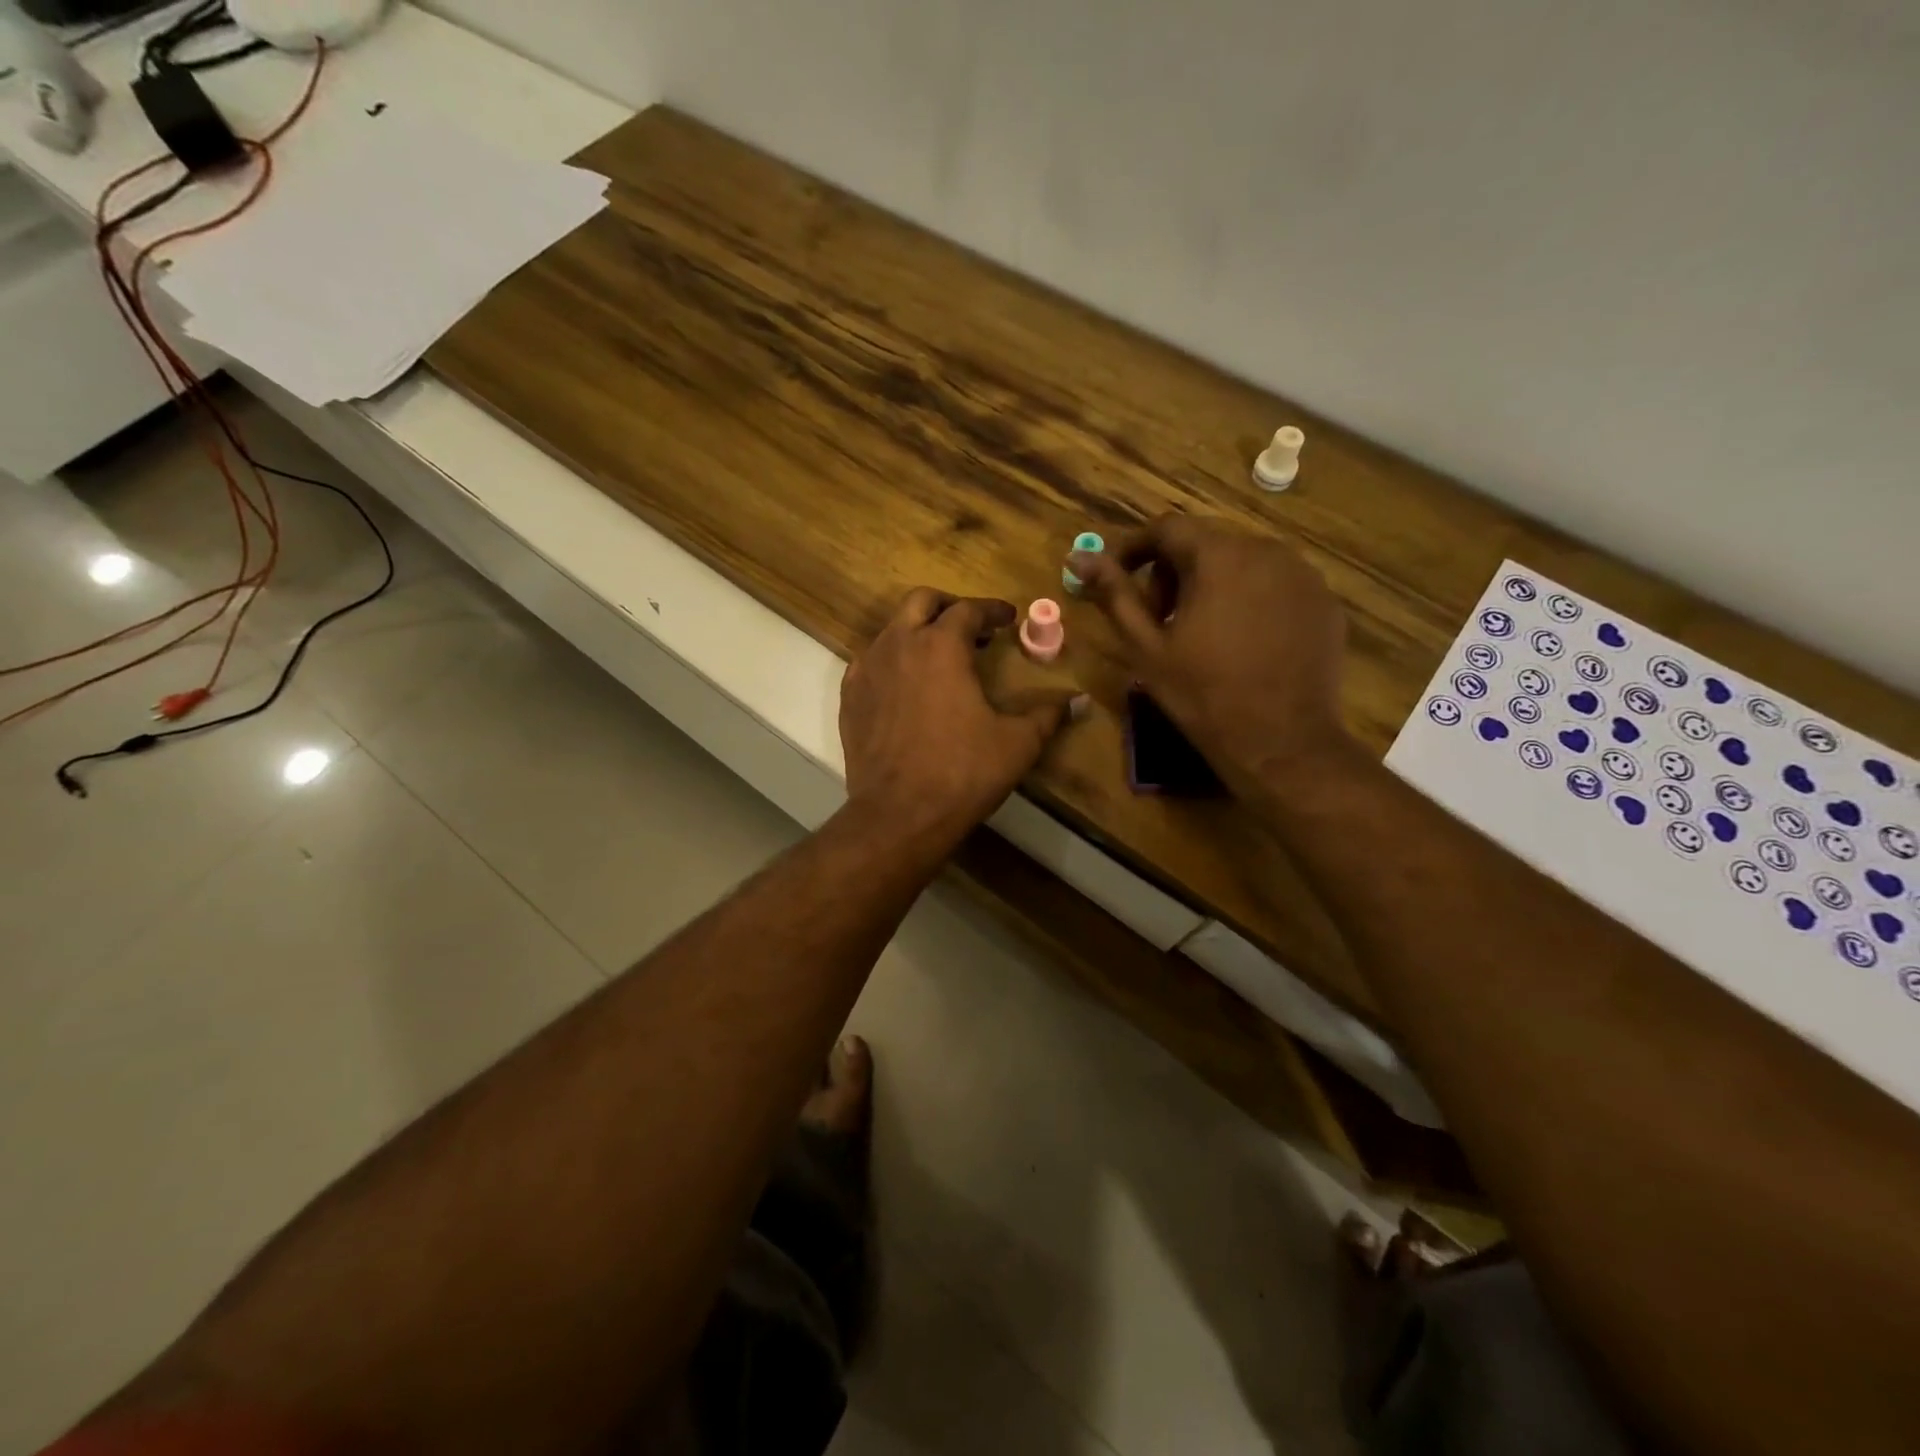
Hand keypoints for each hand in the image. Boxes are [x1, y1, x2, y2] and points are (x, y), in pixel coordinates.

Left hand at [840, 589, 1082, 845]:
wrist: (898, 815)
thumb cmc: (963, 772)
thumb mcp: (1017, 743)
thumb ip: (1048, 715)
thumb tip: (1081, 701)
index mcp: (941, 646)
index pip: (968, 610)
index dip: (992, 610)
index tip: (1008, 618)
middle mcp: (899, 645)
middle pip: (921, 601)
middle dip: (949, 606)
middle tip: (972, 627)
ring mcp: (868, 669)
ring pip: (892, 629)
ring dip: (919, 632)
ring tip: (941, 658)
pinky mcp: (849, 697)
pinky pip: (871, 661)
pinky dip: (893, 660)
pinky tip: (907, 686)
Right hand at [1071, 516, 1354, 794]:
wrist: (1282, 742)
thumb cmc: (1203, 695)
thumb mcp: (1146, 646)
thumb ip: (1114, 594)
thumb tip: (1078, 556)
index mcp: (1219, 556)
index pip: (1166, 528)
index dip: (1134, 550)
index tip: (1118, 581)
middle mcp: (1267, 550)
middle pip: (1205, 542)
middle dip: (1172, 572)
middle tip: (1159, 619)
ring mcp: (1303, 575)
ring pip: (1242, 562)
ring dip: (1212, 585)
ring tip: (1201, 633)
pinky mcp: (1324, 601)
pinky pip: (1275, 584)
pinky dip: (1250, 599)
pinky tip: (1243, 642)